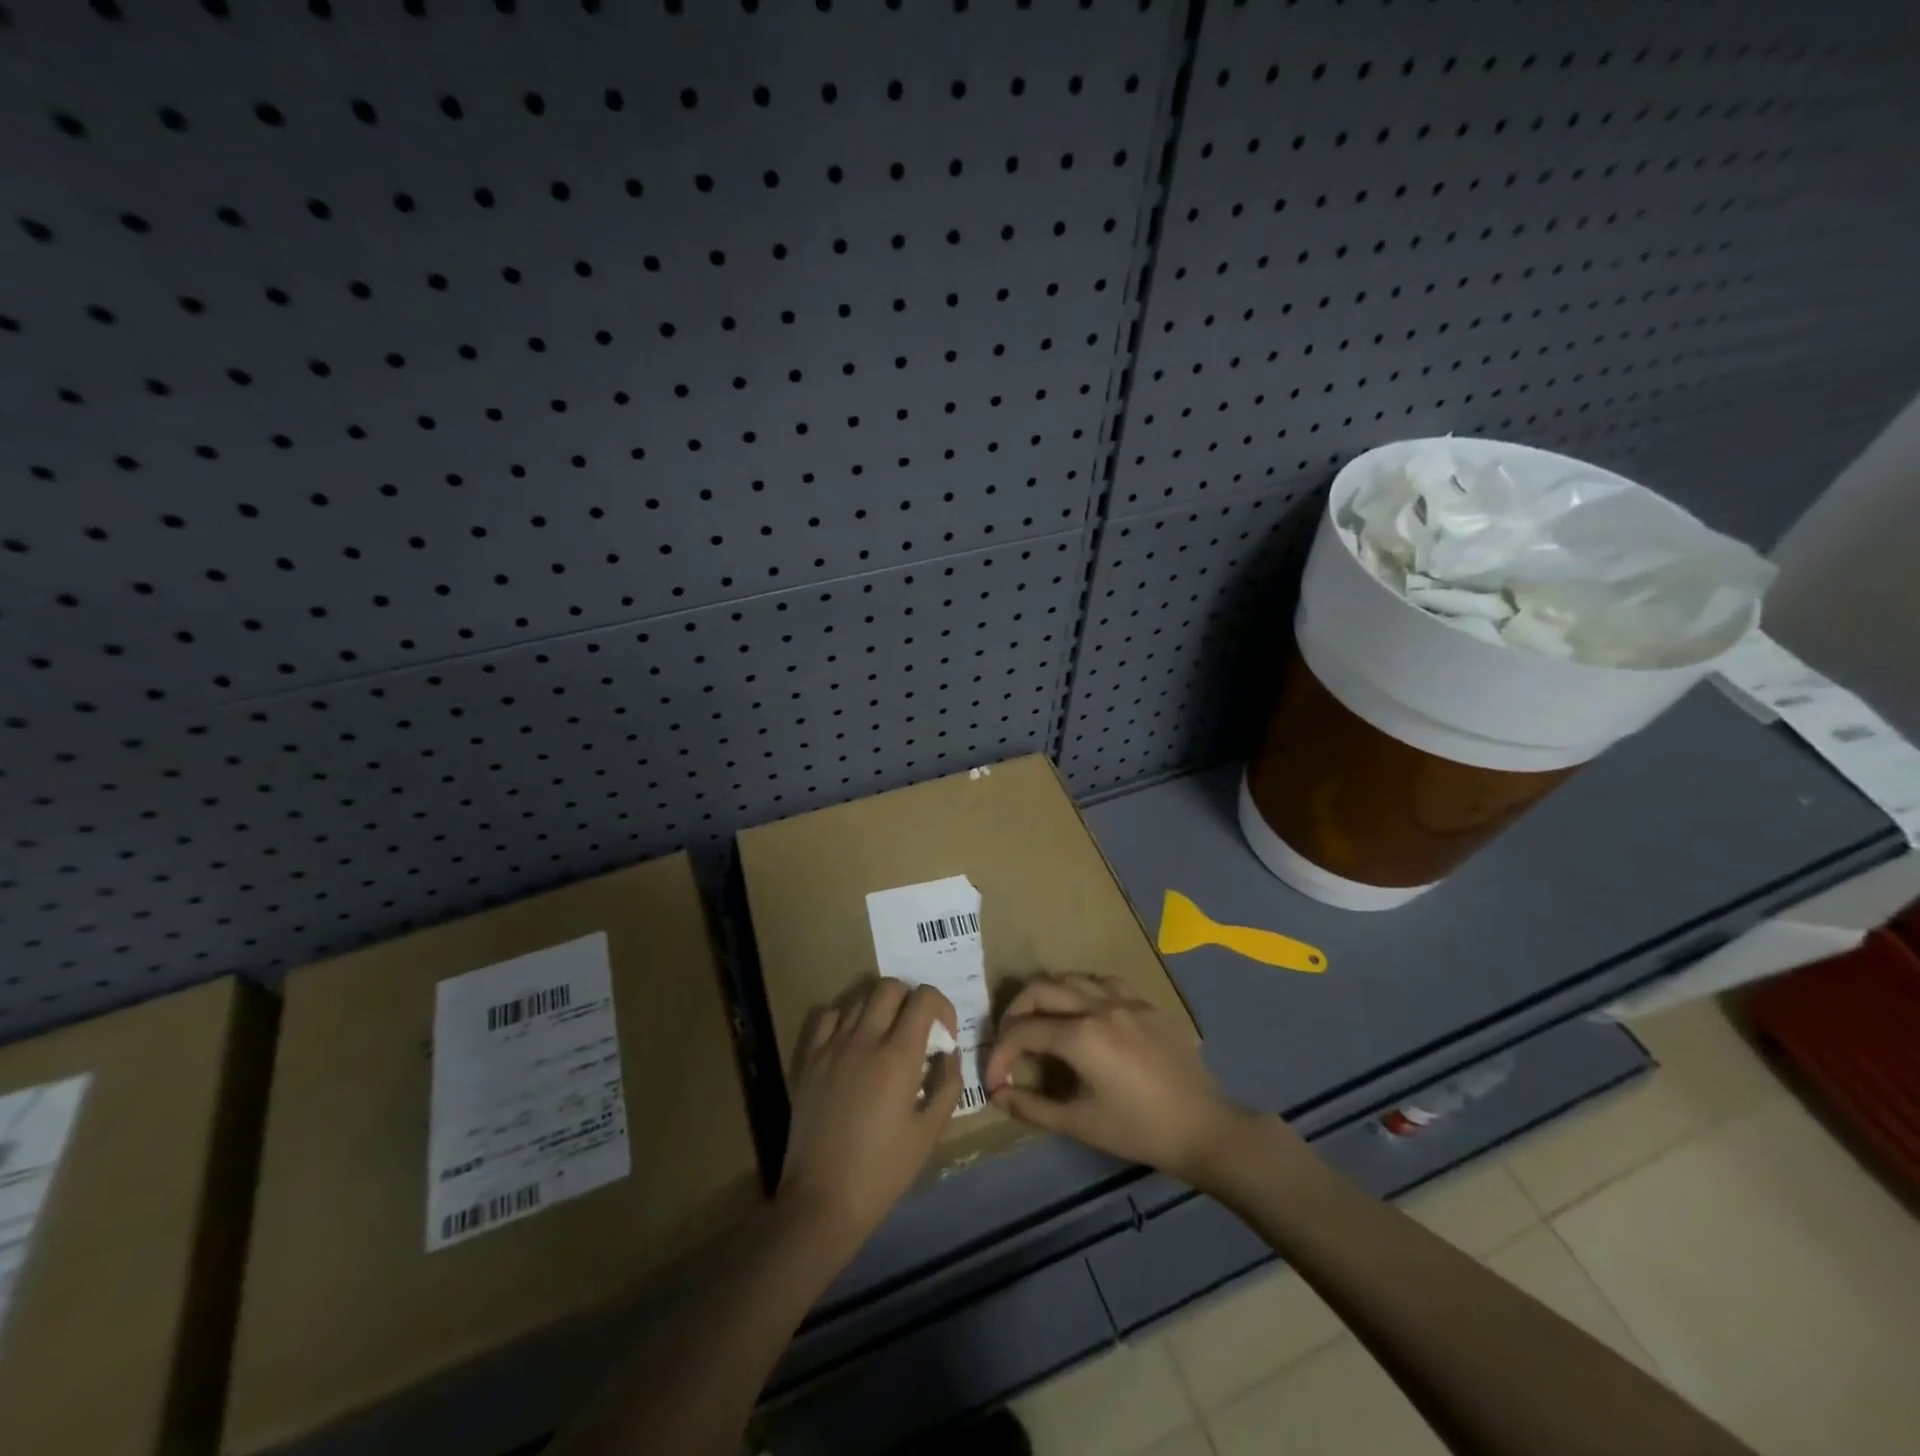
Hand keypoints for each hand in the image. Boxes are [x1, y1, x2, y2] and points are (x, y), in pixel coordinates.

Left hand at [776, 978, 961, 1261]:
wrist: (822, 1200)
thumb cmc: (883, 1170)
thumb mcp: (930, 1131)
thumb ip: (947, 1083)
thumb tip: (949, 1052)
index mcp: (898, 1056)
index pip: (923, 998)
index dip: (941, 1006)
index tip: (945, 1034)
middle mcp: (864, 1039)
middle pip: (890, 986)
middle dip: (911, 999)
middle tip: (917, 1030)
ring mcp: (832, 1046)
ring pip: (860, 996)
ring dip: (880, 1006)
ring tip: (886, 1036)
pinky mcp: (809, 1059)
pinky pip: (829, 1016)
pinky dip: (846, 1017)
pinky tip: (853, 1041)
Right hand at [984, 973, 1248, 1184]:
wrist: (1203, 1128)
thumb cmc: (1138, 1131)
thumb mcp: (1079, 1124)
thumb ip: (1032, 1107)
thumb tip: (998, 1094)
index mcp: (1080, 1036)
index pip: (1022, 1032)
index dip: (1000, 1054)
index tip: (995, 1080)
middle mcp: (1097, 1005)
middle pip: (1040, 990)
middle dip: (1015, 1012)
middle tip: (1010, 1040)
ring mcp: (1124, 999)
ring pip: (1071, 977)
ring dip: (1047, 995)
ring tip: (1040, 1021)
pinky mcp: (1145, 1003)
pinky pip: (1103, 982)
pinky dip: (1081, 990)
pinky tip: (1083, 1011)